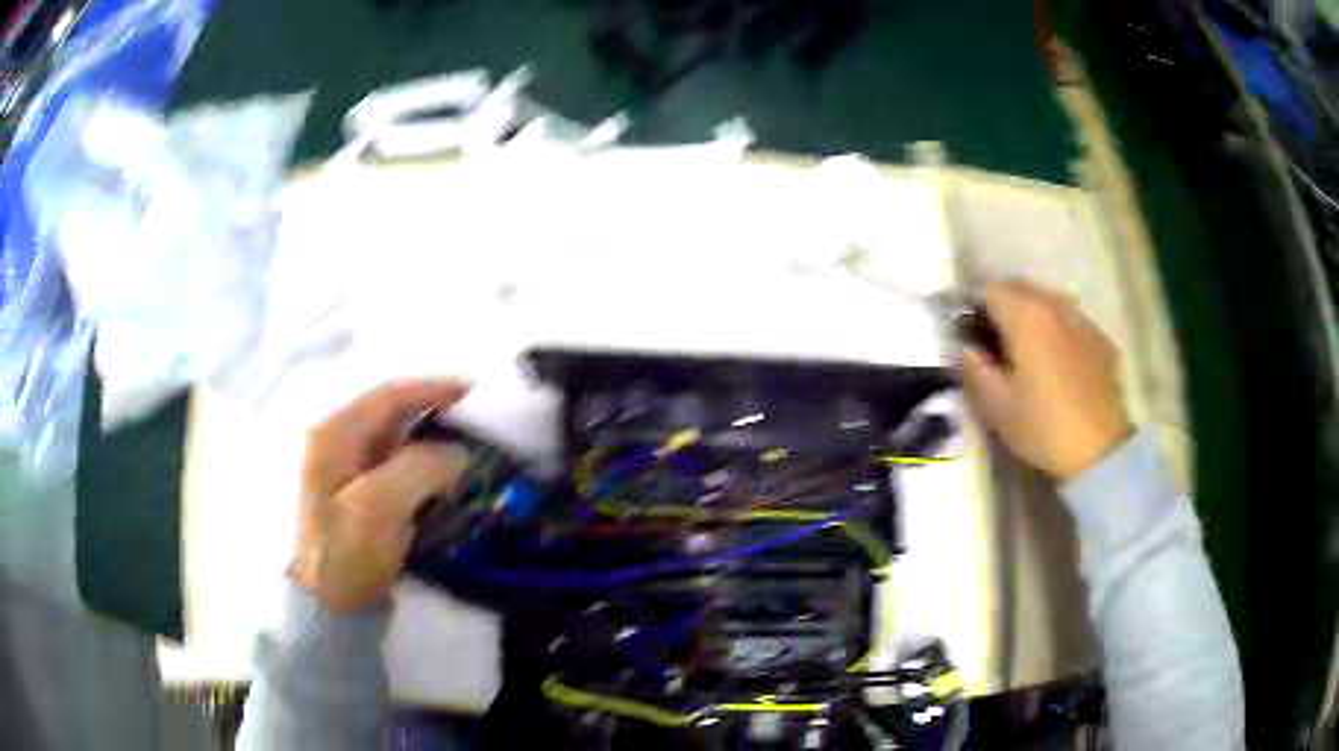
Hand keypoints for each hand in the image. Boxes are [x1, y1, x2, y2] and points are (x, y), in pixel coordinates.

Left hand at [293, 380, 471, 613]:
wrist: (325, 605)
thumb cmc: (346, 554)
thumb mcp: (379, 508)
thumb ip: (419, 468)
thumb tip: (457, 452)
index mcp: (335, 435)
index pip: (389, 396)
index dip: (432, 389)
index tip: (472, 392)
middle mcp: (335, 441)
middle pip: (390, 412)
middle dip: (432, 411)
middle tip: (473, 420)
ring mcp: (342, 467)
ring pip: (392, 437)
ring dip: (427, 436)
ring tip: (463, 445)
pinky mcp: (353, 493)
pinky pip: (391, 462)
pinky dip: (419, 461)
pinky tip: (439, 475)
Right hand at [961, 280, 1133, 480]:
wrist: (1102, 451)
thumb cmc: (1044, 428)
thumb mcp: (998, 408)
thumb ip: (976, 370)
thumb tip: (966, 349)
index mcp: (1026, 317)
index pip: (989, 290)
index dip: (973, 308)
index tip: (968, 333)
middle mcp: (1055, 306)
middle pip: (1020, 288)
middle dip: (1002, 305)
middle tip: (993, 340)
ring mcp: (1082, 320)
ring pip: (1048, 301)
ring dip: (1031, 314)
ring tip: (1027, 348)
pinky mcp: (1101, 339)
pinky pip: (1071, 321)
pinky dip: (1057, 330)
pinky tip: (1058, 362)